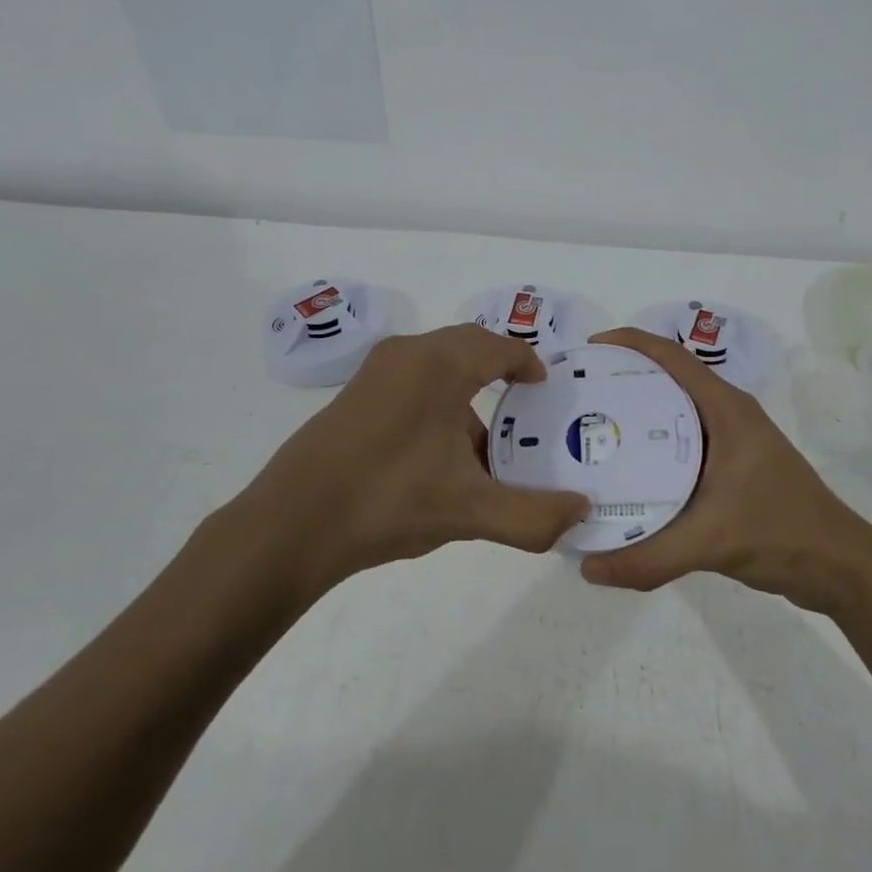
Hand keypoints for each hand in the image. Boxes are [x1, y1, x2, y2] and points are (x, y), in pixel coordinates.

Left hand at [240, 324, 589, 599]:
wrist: (291, 524)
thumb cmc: (388, 502)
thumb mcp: (470, 512)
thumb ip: (534, 515)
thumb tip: (581, 512)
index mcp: (440, 364)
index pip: (499, 346)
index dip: (528, 362)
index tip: (545, 387)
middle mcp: (408, 353)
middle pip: (469, 347)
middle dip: (500, 372)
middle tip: (525, 409)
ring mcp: (375, 372)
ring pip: (438, 365)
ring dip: (467, 392)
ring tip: (484, 444)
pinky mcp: (354, 395)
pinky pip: (412, 381)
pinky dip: (437, 402)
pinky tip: (438, 455)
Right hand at [579, 328, 871, 615]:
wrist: (841, 567)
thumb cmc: (781, 533)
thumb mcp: (709, 542)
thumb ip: (648, 558)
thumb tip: (587, 568)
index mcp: (726, 409)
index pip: (672, 357)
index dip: (630, 342)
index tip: (589, 348)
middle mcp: (728, 415)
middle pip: (668, 379)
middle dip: (623, 377)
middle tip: (579, 394)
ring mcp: (732, 441)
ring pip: (675, 412)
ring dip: (637, 413)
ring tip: (592, 427)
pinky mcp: (732, 466)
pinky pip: (683, 442)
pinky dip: (653, 446)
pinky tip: (626, 471)